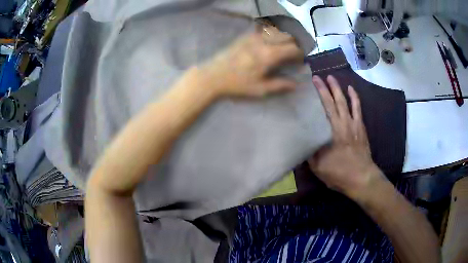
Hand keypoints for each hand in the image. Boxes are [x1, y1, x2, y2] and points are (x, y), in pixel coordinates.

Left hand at [200, 25, 303, 96]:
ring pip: (277, 29)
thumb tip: (296, 84)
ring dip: (286, 35)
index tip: (302, 60)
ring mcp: (254, 36)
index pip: (293, 48)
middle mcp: (264, 41)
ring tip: (288, 45)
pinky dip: (273, 32)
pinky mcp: (246, 35)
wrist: (213, 75)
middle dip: (297, 42)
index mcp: (269, 55)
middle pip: (288, 35)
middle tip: (298, 51)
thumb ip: (280, 85)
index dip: (301, 53)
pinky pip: (264, 29)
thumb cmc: (237, 84)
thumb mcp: (260, 89)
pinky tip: (273, 39)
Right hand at [308, 75, 384, 199]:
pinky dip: (355, 98)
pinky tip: (351, 90)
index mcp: (332, 131)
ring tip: (333, 78)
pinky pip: (358, 109)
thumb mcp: (319, 167)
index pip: (325, 107)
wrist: (362, 178)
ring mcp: (354, 124)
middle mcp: (344, 123)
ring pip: (346, 102)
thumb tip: (302, 141)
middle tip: (319, 76)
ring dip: (339, 89)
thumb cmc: (340, 173)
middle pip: (335, 101)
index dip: (319, 93)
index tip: (313, 81)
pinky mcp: (361, 128)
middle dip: (327, 87)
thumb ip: (310, 152)